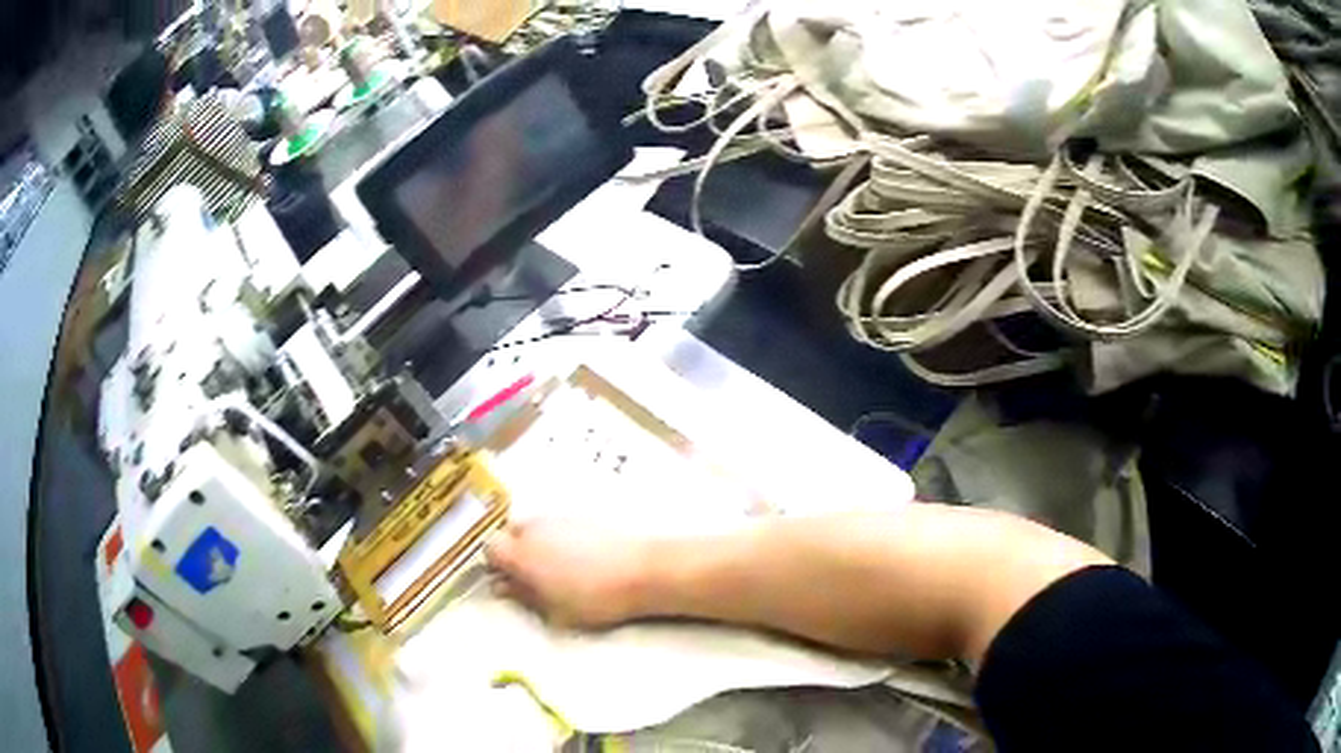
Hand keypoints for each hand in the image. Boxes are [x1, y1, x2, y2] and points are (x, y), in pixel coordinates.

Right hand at [485, 519, 650, 627]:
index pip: (490, 549)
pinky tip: (578, 560)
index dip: (496, 566)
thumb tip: (503, 587)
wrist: (641, 571)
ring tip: (557, 570)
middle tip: (531, 577)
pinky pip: (556, 527)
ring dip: (535, 545)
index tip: (508, 583)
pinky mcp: (582, 516)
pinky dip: (557, 540)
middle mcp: (534, 529)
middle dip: (514, 553)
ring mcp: (558, 519)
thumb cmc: (593, 598)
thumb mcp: (553, 609)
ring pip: (534, 528)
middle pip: (510, 533)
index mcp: (520, 553)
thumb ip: (523, 596)